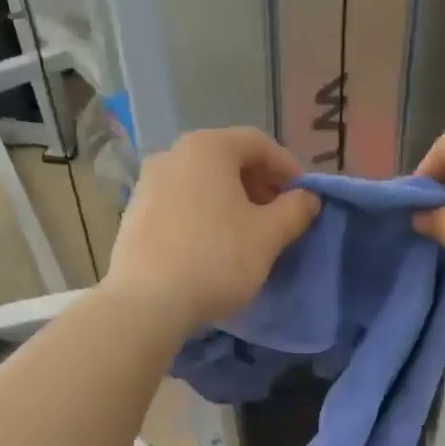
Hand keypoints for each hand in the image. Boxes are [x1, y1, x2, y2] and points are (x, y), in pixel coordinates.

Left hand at [104, 128, 321, 334]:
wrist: (148, 302)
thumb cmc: (217, 259)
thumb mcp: (268, 236)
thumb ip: (295, 210)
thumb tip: (309, 197)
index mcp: (209, 148)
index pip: (259, 143)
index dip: (288, 168)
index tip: (304, 198)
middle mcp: (174, 154)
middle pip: (228, 160)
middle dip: (260, 185)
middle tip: (279, 217)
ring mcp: (148, 183)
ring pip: (202, 183)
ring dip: (232, 201)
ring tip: (248, 235)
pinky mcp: (135, 213)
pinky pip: (181, 204)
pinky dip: (204, 215)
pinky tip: (214, 247)